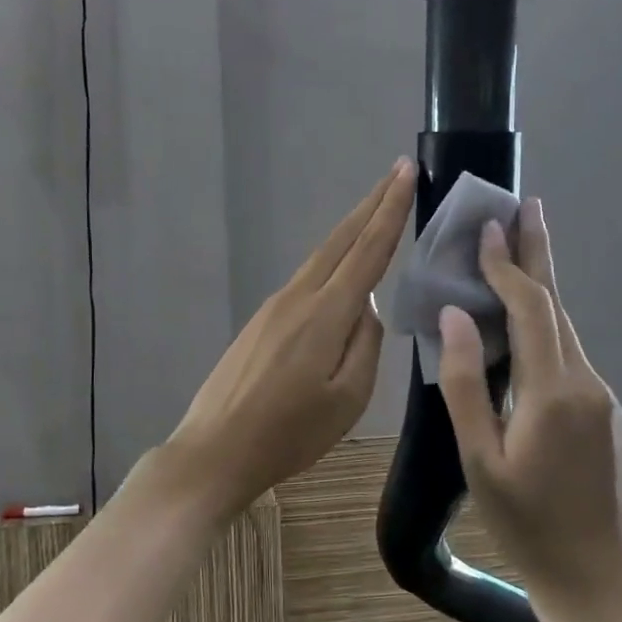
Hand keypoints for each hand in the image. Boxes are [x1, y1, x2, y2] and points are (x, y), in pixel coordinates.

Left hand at [165, 160, 415, 518]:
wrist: (216, 450)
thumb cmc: (289, 434)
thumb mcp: (347, 399)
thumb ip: (365, 346)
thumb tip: (367, 310)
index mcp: (325, 314)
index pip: (367, 250)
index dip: (390, 209)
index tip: (405, 172)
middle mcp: (298, 297)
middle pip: (340, 240)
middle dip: (371, 204)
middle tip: (396, 173)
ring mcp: (273, 307)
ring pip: (320, 258)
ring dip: (350, 231)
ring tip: (375, 212)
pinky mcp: (259, 323)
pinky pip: (305, 280)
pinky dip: (330, 262)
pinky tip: (341, 271)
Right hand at [435, 199, 621, 603]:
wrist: (600, 578)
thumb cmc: (528, 527)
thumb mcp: (481, 461)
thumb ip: (466, 385)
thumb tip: (455, 319)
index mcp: (553, 390)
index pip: (530, 309)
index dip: (508, 265)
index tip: (489, 226)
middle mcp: (584, 381)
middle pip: (557, 306)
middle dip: (537, 255)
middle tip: (526, 207)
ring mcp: (599, 396)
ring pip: (565, 329)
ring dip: (541, 287)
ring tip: (520, 249)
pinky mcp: (600, 412)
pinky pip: (568, 354)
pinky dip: (545, 324)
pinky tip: (526, 322)